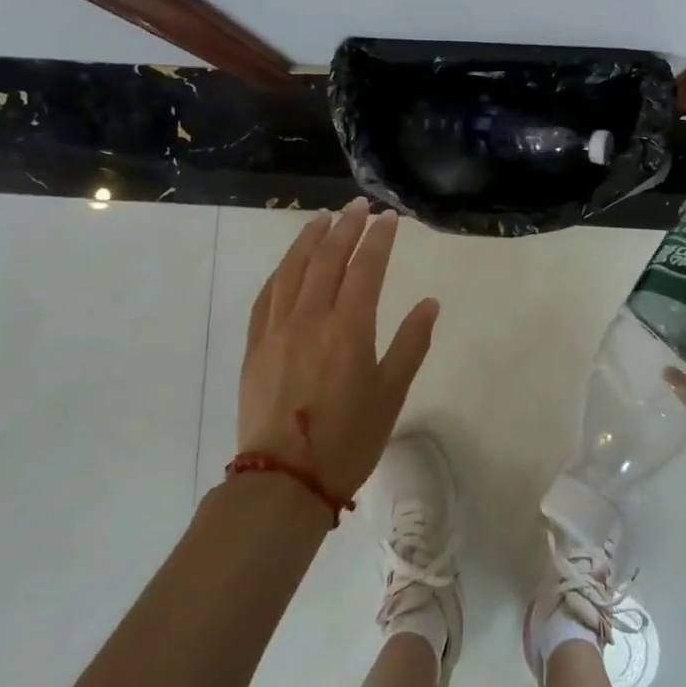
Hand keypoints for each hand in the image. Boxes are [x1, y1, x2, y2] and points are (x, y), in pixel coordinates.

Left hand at [237, 199, 439, 498]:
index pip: (366, 267)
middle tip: (358, 206)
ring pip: (292, 269)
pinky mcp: (255, 346)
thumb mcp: (391, 394)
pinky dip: (280, 271)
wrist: (284, 480)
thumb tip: (430, 303)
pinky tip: (288, 264)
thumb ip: (411, 343)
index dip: (378, 238)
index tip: (388, 217)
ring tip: (322, 219)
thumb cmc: (348, 439)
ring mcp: (277, 329)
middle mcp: (310, 318)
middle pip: (327, 258)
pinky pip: (266, 296)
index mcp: (349, 328)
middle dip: (345, 226)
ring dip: (308, 239)